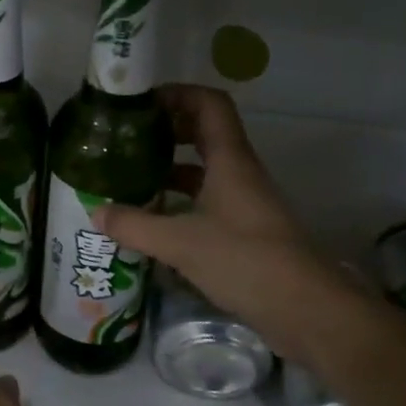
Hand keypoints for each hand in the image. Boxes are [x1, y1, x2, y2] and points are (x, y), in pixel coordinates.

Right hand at [94, 84, 372, 365]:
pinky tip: (151, 219)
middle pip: (203, 132)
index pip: (209, 104)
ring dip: (168, 168)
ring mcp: (243, 202)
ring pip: (203, 169)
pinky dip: (178, 202)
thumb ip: (135, 225)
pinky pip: (205, 201)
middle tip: (126, 140)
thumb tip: (96, 212)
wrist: (308, 311)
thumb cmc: (246, 260)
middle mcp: (238, 173)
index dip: (177, 94)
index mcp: (229, 160)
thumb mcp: (180, 242)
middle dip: (165, 130)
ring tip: (129, 177)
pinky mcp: (244, 231)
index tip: (141, 104)